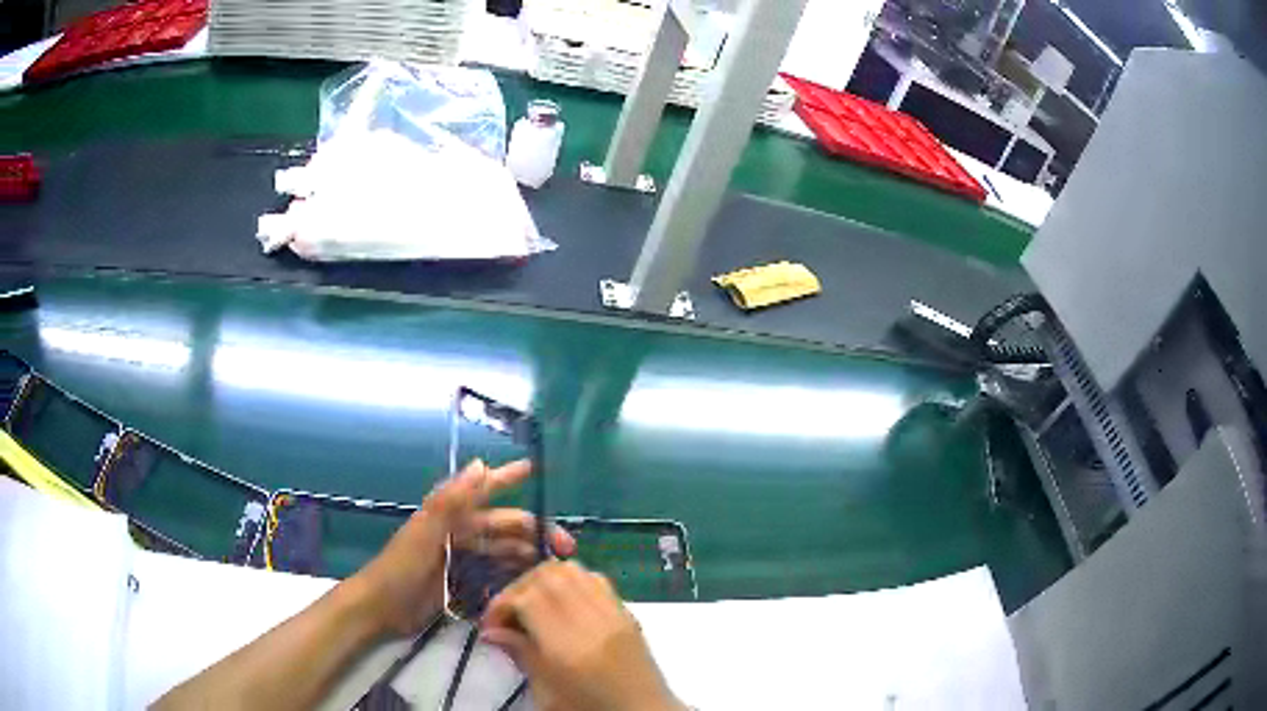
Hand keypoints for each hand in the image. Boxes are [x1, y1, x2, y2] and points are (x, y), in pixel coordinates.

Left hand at [351, 459, 575, 637]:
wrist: (381, 607)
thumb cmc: (400, 566)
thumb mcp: (425, 531)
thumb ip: (451, 500)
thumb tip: (481, 463)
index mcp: (450, 515)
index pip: (484, 490)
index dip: (508, 477)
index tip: (535, 469)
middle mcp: (460, 533)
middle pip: (504, 527)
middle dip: (535, 531)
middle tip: (567, 548)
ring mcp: (462, 559)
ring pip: (503, 552)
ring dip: (528, 556)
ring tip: (556, 569)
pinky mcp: (462, 583)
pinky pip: (494, 576)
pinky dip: (512, 578)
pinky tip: (532, 587)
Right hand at [480, 560, 685, 710]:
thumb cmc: (591, 710)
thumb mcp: (548, 695)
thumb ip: (522, 656)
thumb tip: (492, 632)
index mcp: (569, 648)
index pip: (528, 599)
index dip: (501, 603)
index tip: (491, 625)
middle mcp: (593, 622)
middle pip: (548, 576)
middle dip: (519, 588)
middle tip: (509, 614)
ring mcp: (614, 613)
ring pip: (572, 570)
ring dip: (544, 580)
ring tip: (532, 606)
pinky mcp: (627, 613)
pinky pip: (595, 579)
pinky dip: (571, 581)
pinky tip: (562, 605)